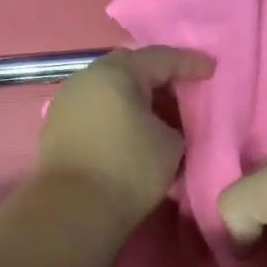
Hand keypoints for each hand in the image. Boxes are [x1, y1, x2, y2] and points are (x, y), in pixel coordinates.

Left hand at [38, 46, 214, 226]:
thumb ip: (173, 124)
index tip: (211, 70)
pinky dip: (115, 116)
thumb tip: (160, 126)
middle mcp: (85, 78)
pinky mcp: (56, 128)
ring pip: (108, 90)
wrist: (75, 208)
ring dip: (133, 98)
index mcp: (116, 73)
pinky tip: (130, 132)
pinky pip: (94, 111)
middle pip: (129, 68)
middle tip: (181, 90)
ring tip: (157, 115)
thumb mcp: (171, 144)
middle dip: (157, 77)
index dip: (189, 64)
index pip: (161, 58)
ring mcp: (66, 102)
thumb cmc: (130, 169)